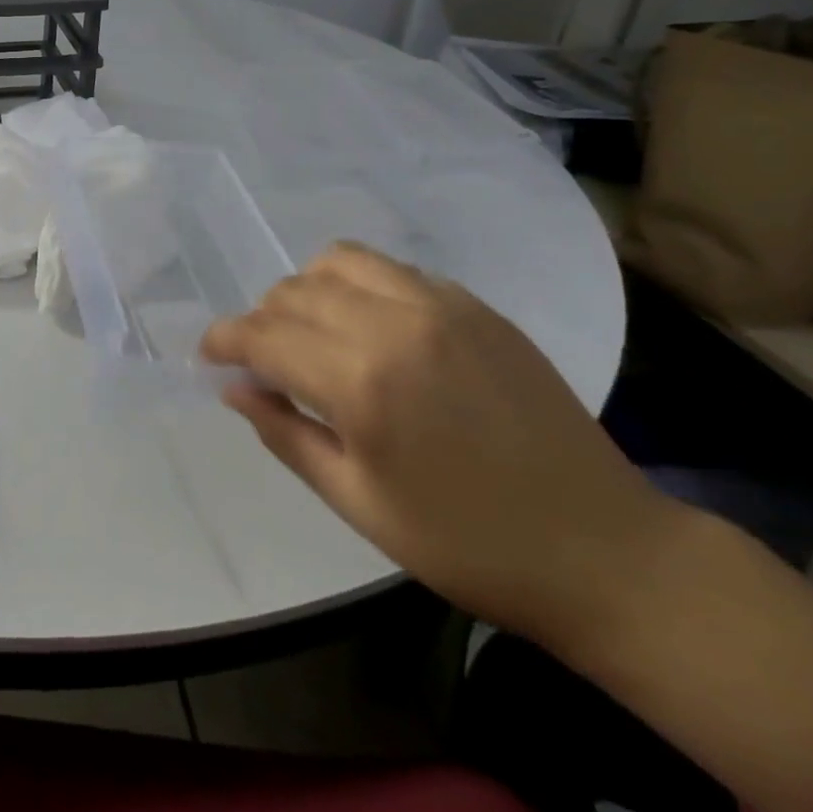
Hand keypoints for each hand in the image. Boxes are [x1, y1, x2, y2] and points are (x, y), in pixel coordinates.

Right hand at [201, 241, 670, 651]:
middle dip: (262, 320)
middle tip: (261, 360)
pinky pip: (394, 270)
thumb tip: (234, 388)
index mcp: (361, 382)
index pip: (264, 335)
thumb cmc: (467, 544)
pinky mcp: (477, 306)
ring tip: (312, 332)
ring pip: (340, 261)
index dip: (224, 340)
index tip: (208, 355)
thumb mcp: (358, 503)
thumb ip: (285, 433)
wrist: (604, 550)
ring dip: (307, 290)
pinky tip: (372, 329)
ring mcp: (442, 306)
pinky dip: (360, 286)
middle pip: (295, 292)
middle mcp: (395, 324)